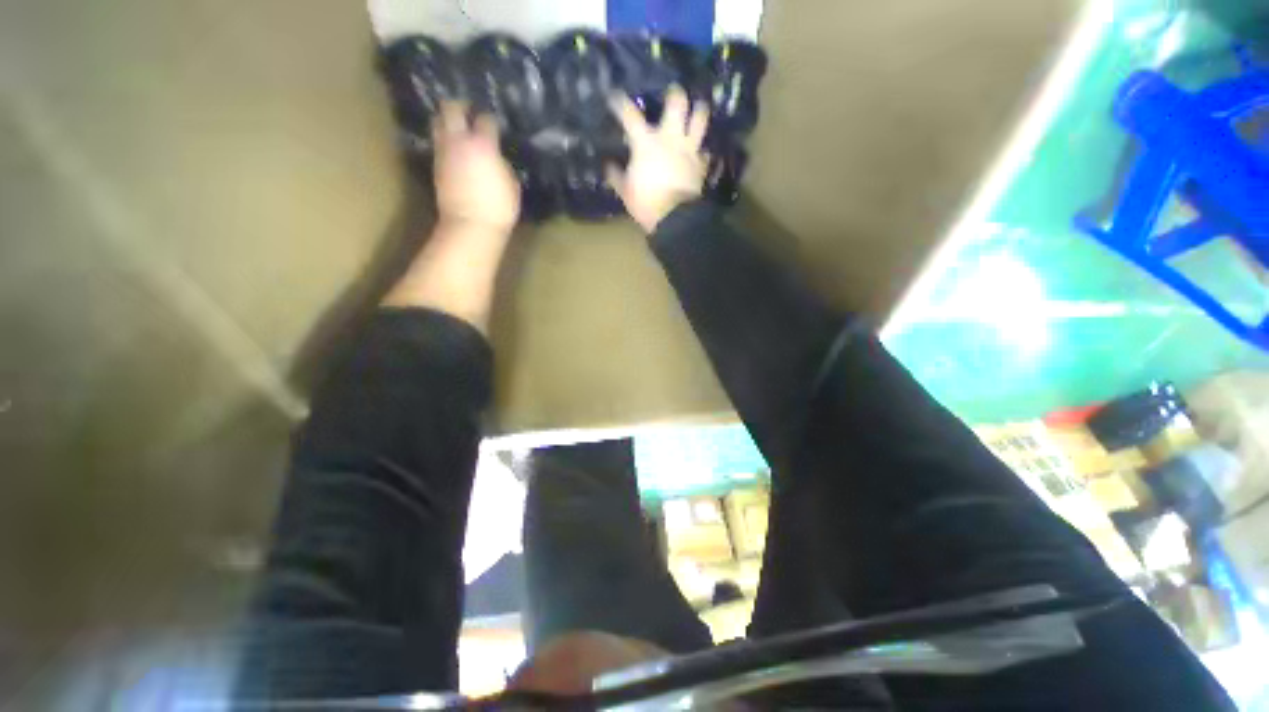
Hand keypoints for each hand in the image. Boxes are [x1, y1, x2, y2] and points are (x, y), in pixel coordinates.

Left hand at [432, 101, 520, 232]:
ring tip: (457, 127)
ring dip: (447, 121)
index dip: (490, 119)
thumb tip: (496, 157)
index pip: (485, 119)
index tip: (495, 124)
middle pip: (451, 108)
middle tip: (469, 111)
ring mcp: (443, 152)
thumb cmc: (498, 207)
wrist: (470, 225)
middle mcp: (459, 141)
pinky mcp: (435, 166)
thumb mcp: (512, 184)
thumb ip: (503, 164)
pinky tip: (454, 148)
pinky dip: (445, 140)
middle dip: (460, 106)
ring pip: (437, 122)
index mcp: (483, 144)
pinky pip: (438, 143)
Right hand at [607, 86, 709, 232]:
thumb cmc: (646, 203)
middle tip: (673, 92)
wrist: (674, 218)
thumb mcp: (625, 191)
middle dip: (675, 94)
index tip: (615, 97)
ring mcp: (689, 149)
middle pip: (677, 103)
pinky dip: (702, 151)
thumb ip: (616, 175)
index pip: (630, 115)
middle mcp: (670, 138)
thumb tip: (609, 166)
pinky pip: (704, 151)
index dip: (620, 103)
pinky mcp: (701, 164)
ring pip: (700, 118)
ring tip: (696, 109)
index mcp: (646, 142)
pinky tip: (699, 152)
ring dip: (699, 111)